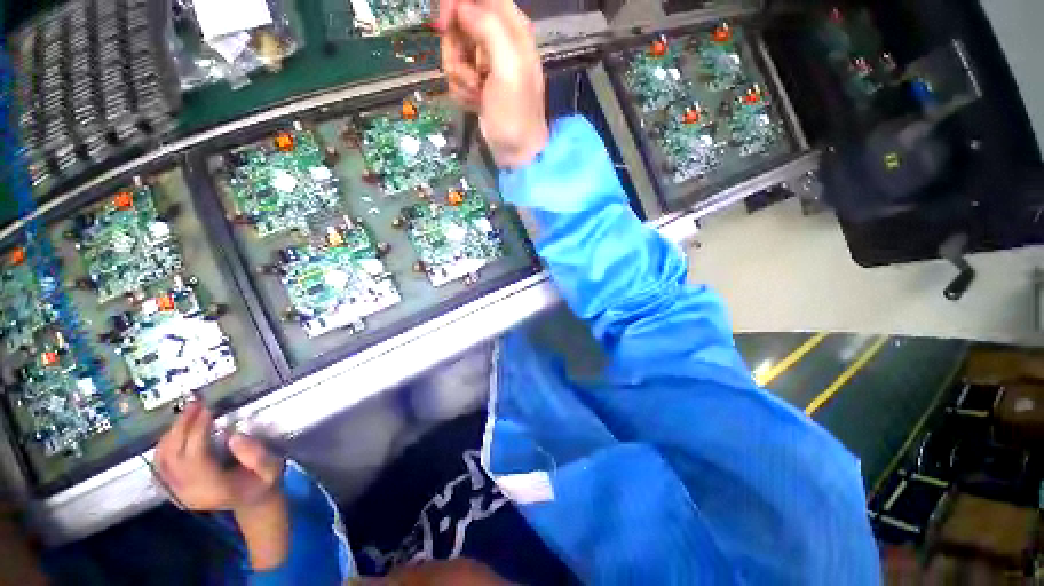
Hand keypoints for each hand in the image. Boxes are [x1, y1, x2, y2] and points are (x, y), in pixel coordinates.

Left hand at [155, 401, 283, 512]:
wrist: (251, 502)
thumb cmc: (263, 482)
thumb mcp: (272, 469)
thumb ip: (257, 456)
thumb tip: (234, 437)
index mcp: (213, 489)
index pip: (196, 457)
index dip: (198, 431)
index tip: (209, 409)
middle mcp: (189, 492)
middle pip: (175, 456)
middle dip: (182, 427)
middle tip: (195, 404)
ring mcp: (178, 493)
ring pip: (163, 459)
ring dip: (172, 433)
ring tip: (187, 413)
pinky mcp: (173, 489)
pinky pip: (160, 465)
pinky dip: (164, 445)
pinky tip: (175, 431)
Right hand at [439, 0, 548, 167]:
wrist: (515, 153)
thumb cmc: (515, 114)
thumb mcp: (509, 68)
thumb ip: (489, 28)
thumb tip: (461, 6)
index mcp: (512, 29)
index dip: (457, 5)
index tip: (445, 25)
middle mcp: (498, 41)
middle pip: (460, 20)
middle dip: (456, 49)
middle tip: (468, 74)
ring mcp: (485, 63)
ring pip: (453, 49)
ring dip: (459, 75)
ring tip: (476, 94)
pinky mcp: (476, 83)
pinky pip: (455, 73)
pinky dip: (461, 90)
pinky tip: (475, 103)